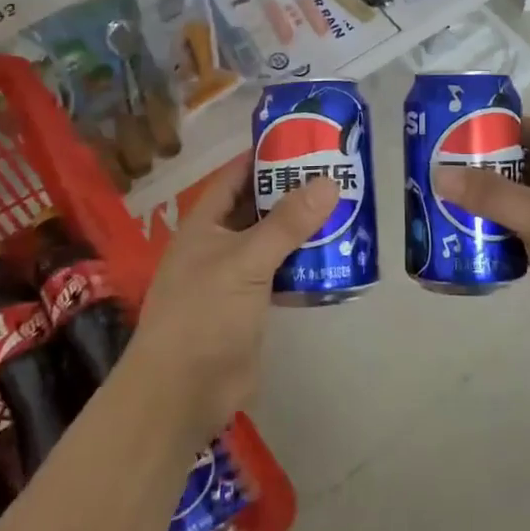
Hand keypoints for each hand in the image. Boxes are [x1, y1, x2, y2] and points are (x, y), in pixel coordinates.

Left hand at [126, 156, 336, 441]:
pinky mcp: (252, 305)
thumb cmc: (204, 314)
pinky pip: (282, 273)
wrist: (183, 392)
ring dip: (303, 227)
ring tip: (346, 207)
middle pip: (259, 206)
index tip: (304, 139)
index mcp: (205, 223)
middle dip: (293, 190)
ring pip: (273, 240)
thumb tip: (329, 181)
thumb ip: (287, 223)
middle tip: (338, 171)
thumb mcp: (246, 261)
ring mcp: (235, 276)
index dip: (265, 155)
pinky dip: (305, 263)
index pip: (236, 175)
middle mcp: (219, 243)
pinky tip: (337, 255)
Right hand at [433, 117, 529, 385]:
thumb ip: (492, 195)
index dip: (512, 128)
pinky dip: (503, 238)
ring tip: (451, 201)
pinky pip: (527, 241)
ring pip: (528, 208)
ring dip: (495, 205)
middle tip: (450, 167)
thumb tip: (440, 173)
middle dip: (495, 168)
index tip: (470, 129)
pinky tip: (473, 241)